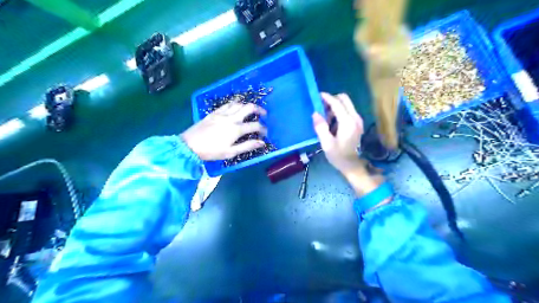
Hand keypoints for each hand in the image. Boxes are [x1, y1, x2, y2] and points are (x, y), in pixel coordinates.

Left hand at [181, 102, 266, 160]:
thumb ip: (247, 146)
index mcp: (236, 129)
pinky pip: (228, 104)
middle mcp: (231, 118)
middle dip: (259, 109)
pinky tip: (236, 107)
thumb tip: (262, 142)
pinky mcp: (214, 112)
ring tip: (251, 111)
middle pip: (249, 108)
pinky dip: (235, 104)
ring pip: (238, 104)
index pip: (255, 126)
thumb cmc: (211, 151)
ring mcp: (222, 113)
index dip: (263, 128)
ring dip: (247, 106)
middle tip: (263, 114)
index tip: (265, 132)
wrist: (189, 145)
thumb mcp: (230, 152)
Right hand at [315, 92, 363, 174]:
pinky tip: (332, 123)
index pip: (337, 104)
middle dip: (332, 100)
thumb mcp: (326, 143)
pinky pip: (348, 111)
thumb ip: (321, 127)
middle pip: (344, 99)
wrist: (352, 165)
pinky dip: (339, 112)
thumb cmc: (338, 156)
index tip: (317, 95)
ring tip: (325, 118)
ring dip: (335, 106)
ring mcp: (358, 120)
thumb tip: (315, 113)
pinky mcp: (357, 123)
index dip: (327, 98)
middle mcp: (355, 118)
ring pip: (346, 104)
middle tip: (321, 107)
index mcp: (347, 122)